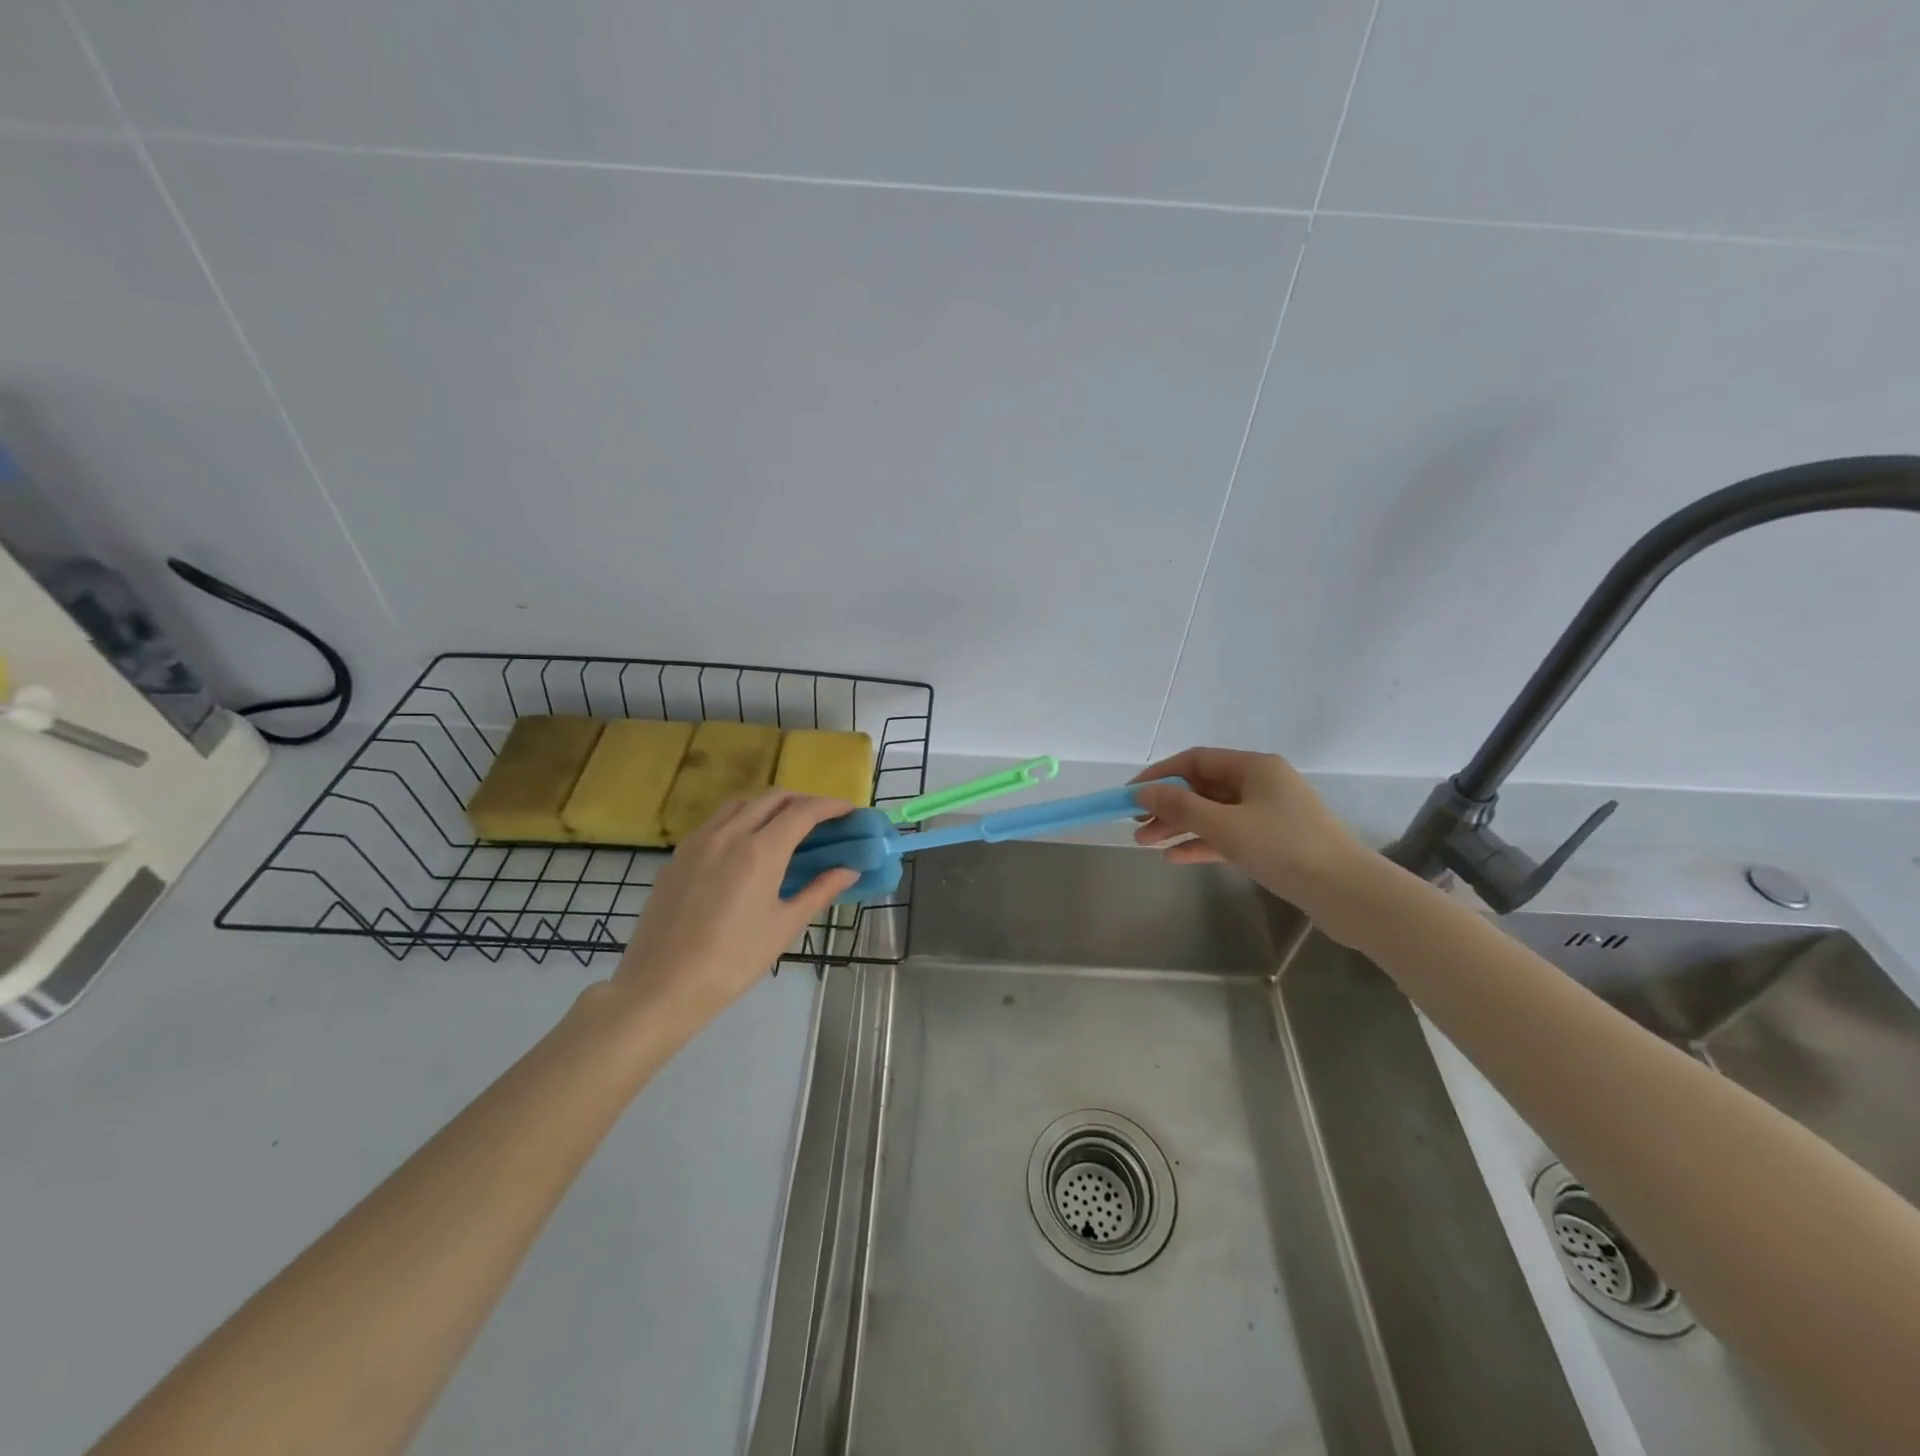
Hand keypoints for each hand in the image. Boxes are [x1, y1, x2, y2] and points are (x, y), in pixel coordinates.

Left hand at [611, 792, 859, 1026]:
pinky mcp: (677, 856)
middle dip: (802, 800)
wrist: (661, 986)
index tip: (848, 810)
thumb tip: (849, 871)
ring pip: (740, 803)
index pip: (802, 812)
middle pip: (772, 798)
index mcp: (760, 851)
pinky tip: (745, 845)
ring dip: (768, 805)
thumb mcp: (783, 927)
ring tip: (784, 825)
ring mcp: (698, 842)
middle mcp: (728, 834)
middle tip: (821, 818)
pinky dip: (740, 819)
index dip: (829, 806)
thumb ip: (819, 891)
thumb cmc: (732, 961)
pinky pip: (715, 822)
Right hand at [1131, 747, 1370, 910]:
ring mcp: (1268, 814)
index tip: (1130, 794)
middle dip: (1166, 806)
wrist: (1348, 894)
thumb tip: (1141, 792)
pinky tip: (1175, 857)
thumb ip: (1179, 807)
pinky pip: (1227, 836)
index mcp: (1255, 767)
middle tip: (1134, 825)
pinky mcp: (1272, 843)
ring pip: (1212, 814)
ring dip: (1179, 826)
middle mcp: (1261, 784)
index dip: (1159, 775)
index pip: (1195, 760)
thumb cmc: (1284, 848)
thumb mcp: (1225, 826)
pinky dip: (1201, 844)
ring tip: (1145, 844)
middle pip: (1202, 788)